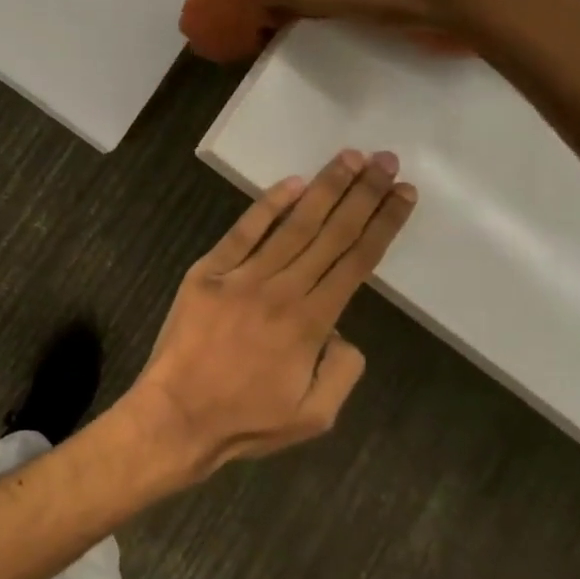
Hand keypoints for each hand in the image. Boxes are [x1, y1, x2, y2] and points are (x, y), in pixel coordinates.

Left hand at [119, 150, 415, 482]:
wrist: (177, 415)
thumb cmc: (246, 419)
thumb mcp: (316, 416)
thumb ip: (343, 370)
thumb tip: (343, 331)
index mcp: (311, 324)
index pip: (356, 262)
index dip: (382, 225)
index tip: (403, 194)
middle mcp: (281, 291)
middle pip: (330, 234)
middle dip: (362, 195)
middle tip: (385, 159)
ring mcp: (241, 277)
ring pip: (292, 226)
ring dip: (324, 189)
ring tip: (349, 159)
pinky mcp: (207, 272)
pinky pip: (241, 232)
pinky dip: (266, 206)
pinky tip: (291, 183)